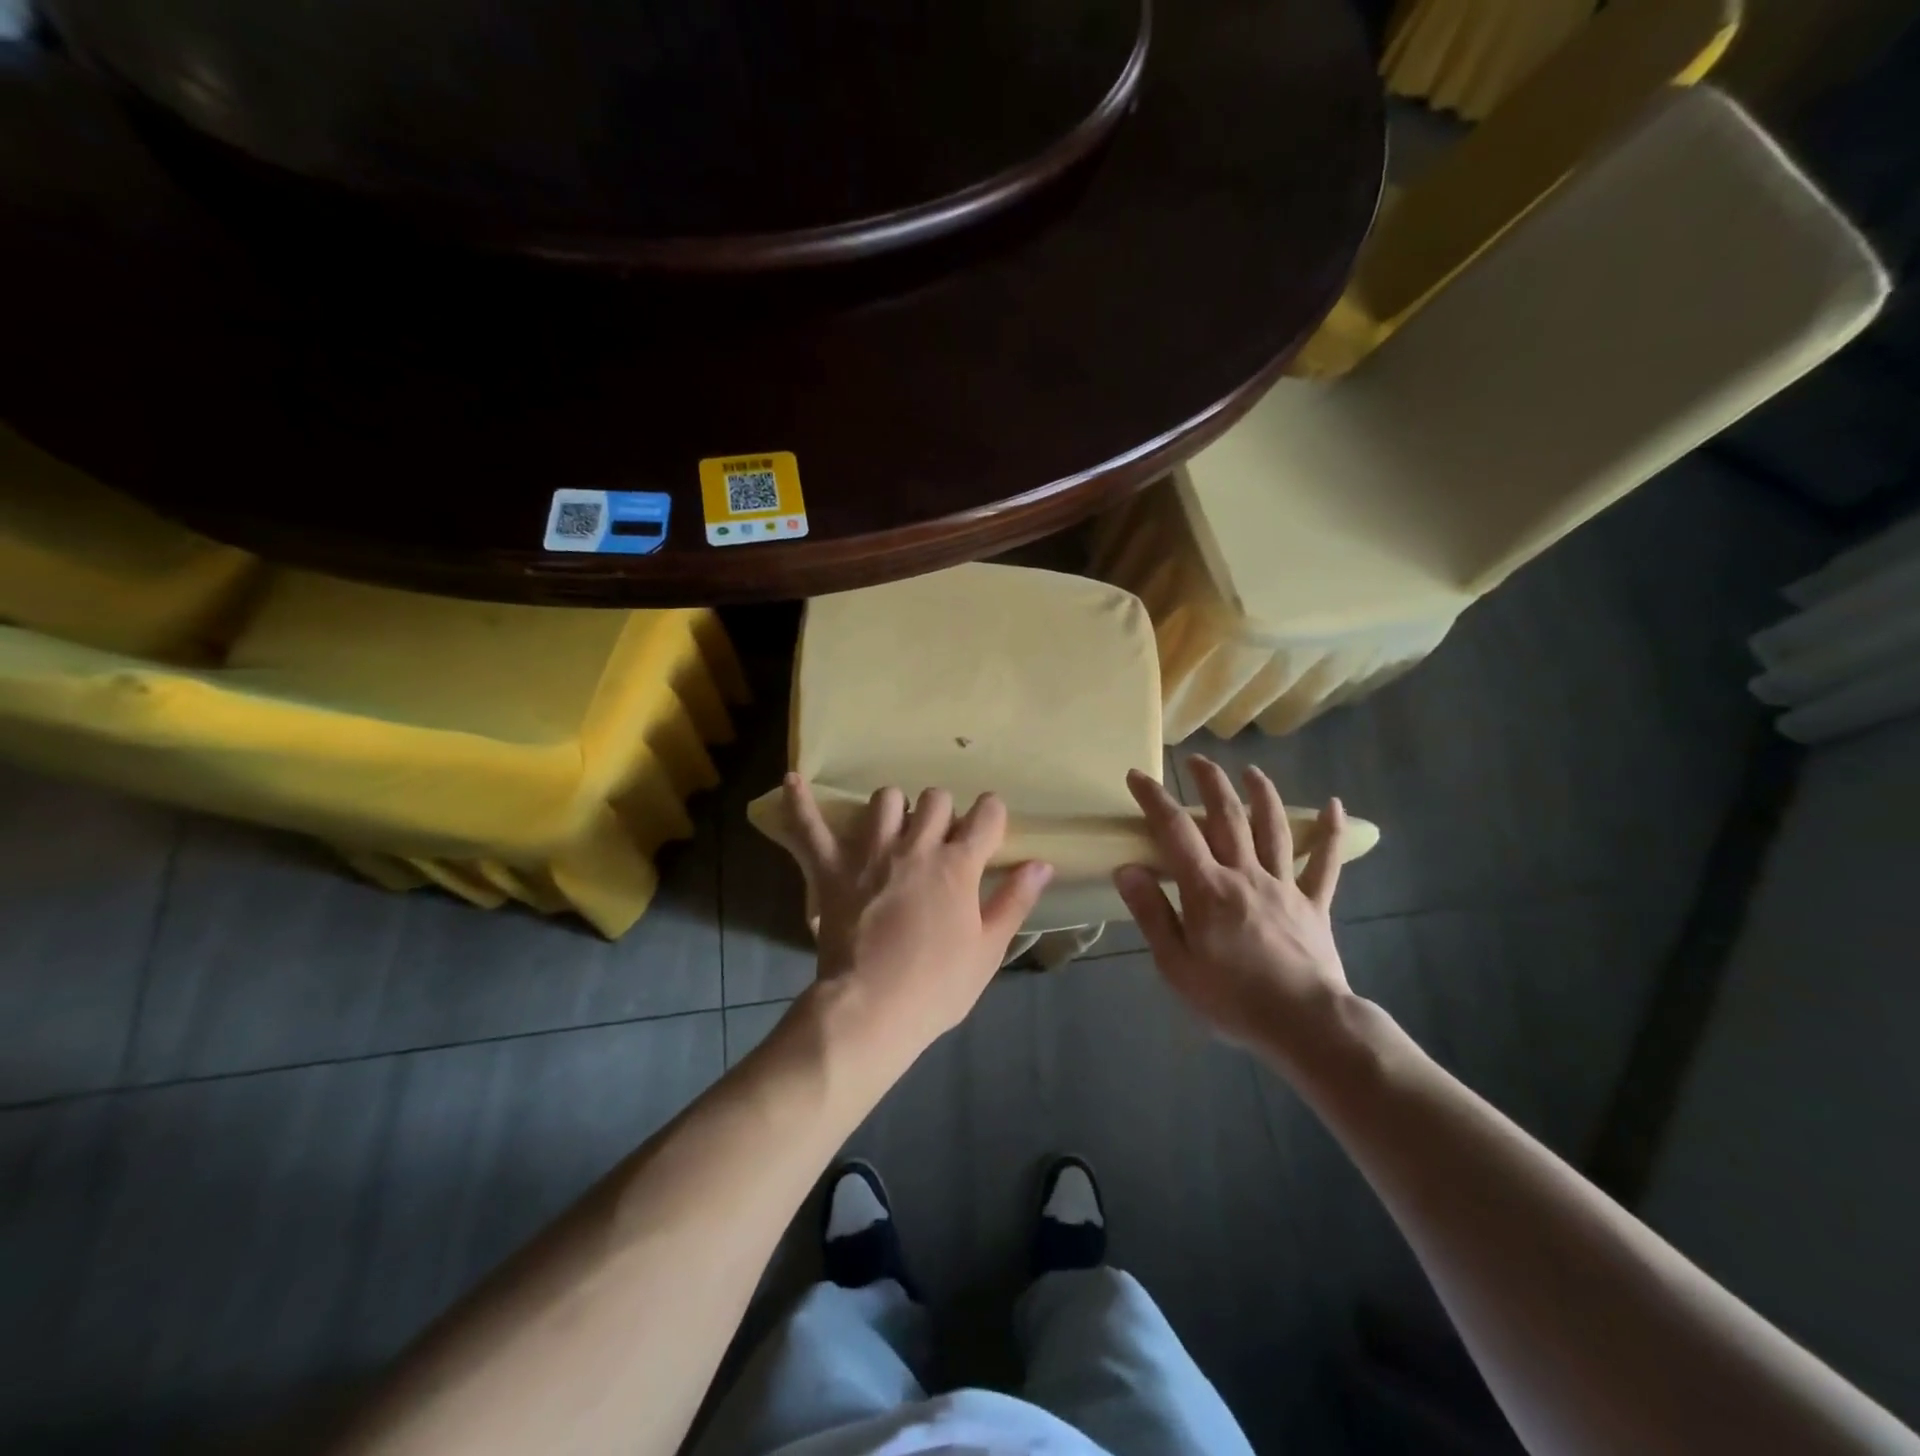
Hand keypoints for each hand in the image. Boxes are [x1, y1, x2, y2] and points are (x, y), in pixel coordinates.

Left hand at [782, 775, 1053, 1057]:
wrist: (871, 1010)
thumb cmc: (936, 986)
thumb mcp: (988, 949)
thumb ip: (1015, 900)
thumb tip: (1043, 863)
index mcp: (958, 866)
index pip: (986, 814)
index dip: (991, 814)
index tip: (989, 825)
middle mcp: (916, 846)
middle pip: (935, 798)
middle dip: (944, 812)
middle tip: (941, 840)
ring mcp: (870, 853)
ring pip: (885, 799)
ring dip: (894, 809)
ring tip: (895, 830)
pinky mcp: (832, 869)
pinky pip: (810, 828)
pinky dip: (801, 804)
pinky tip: (792, 781)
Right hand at [1114, 757, 1349, 1054]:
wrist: (1305, 1025)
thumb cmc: (1232, 999)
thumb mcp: (1175, 965)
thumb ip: (1152, 913)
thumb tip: (1128, 869)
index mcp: (1207, 889)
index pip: (1175, 831)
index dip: (1154, 799)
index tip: (1136, 776)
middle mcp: (1245, 875)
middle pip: (1227, 817)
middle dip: (1210, 782)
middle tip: (1196, 759)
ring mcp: (1284, 886)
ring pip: (1274, 828)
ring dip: (1262, 794)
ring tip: (1252, 771)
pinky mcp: (1314, 904)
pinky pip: (1325, 863)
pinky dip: (1331, 833)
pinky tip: (1336, 805)